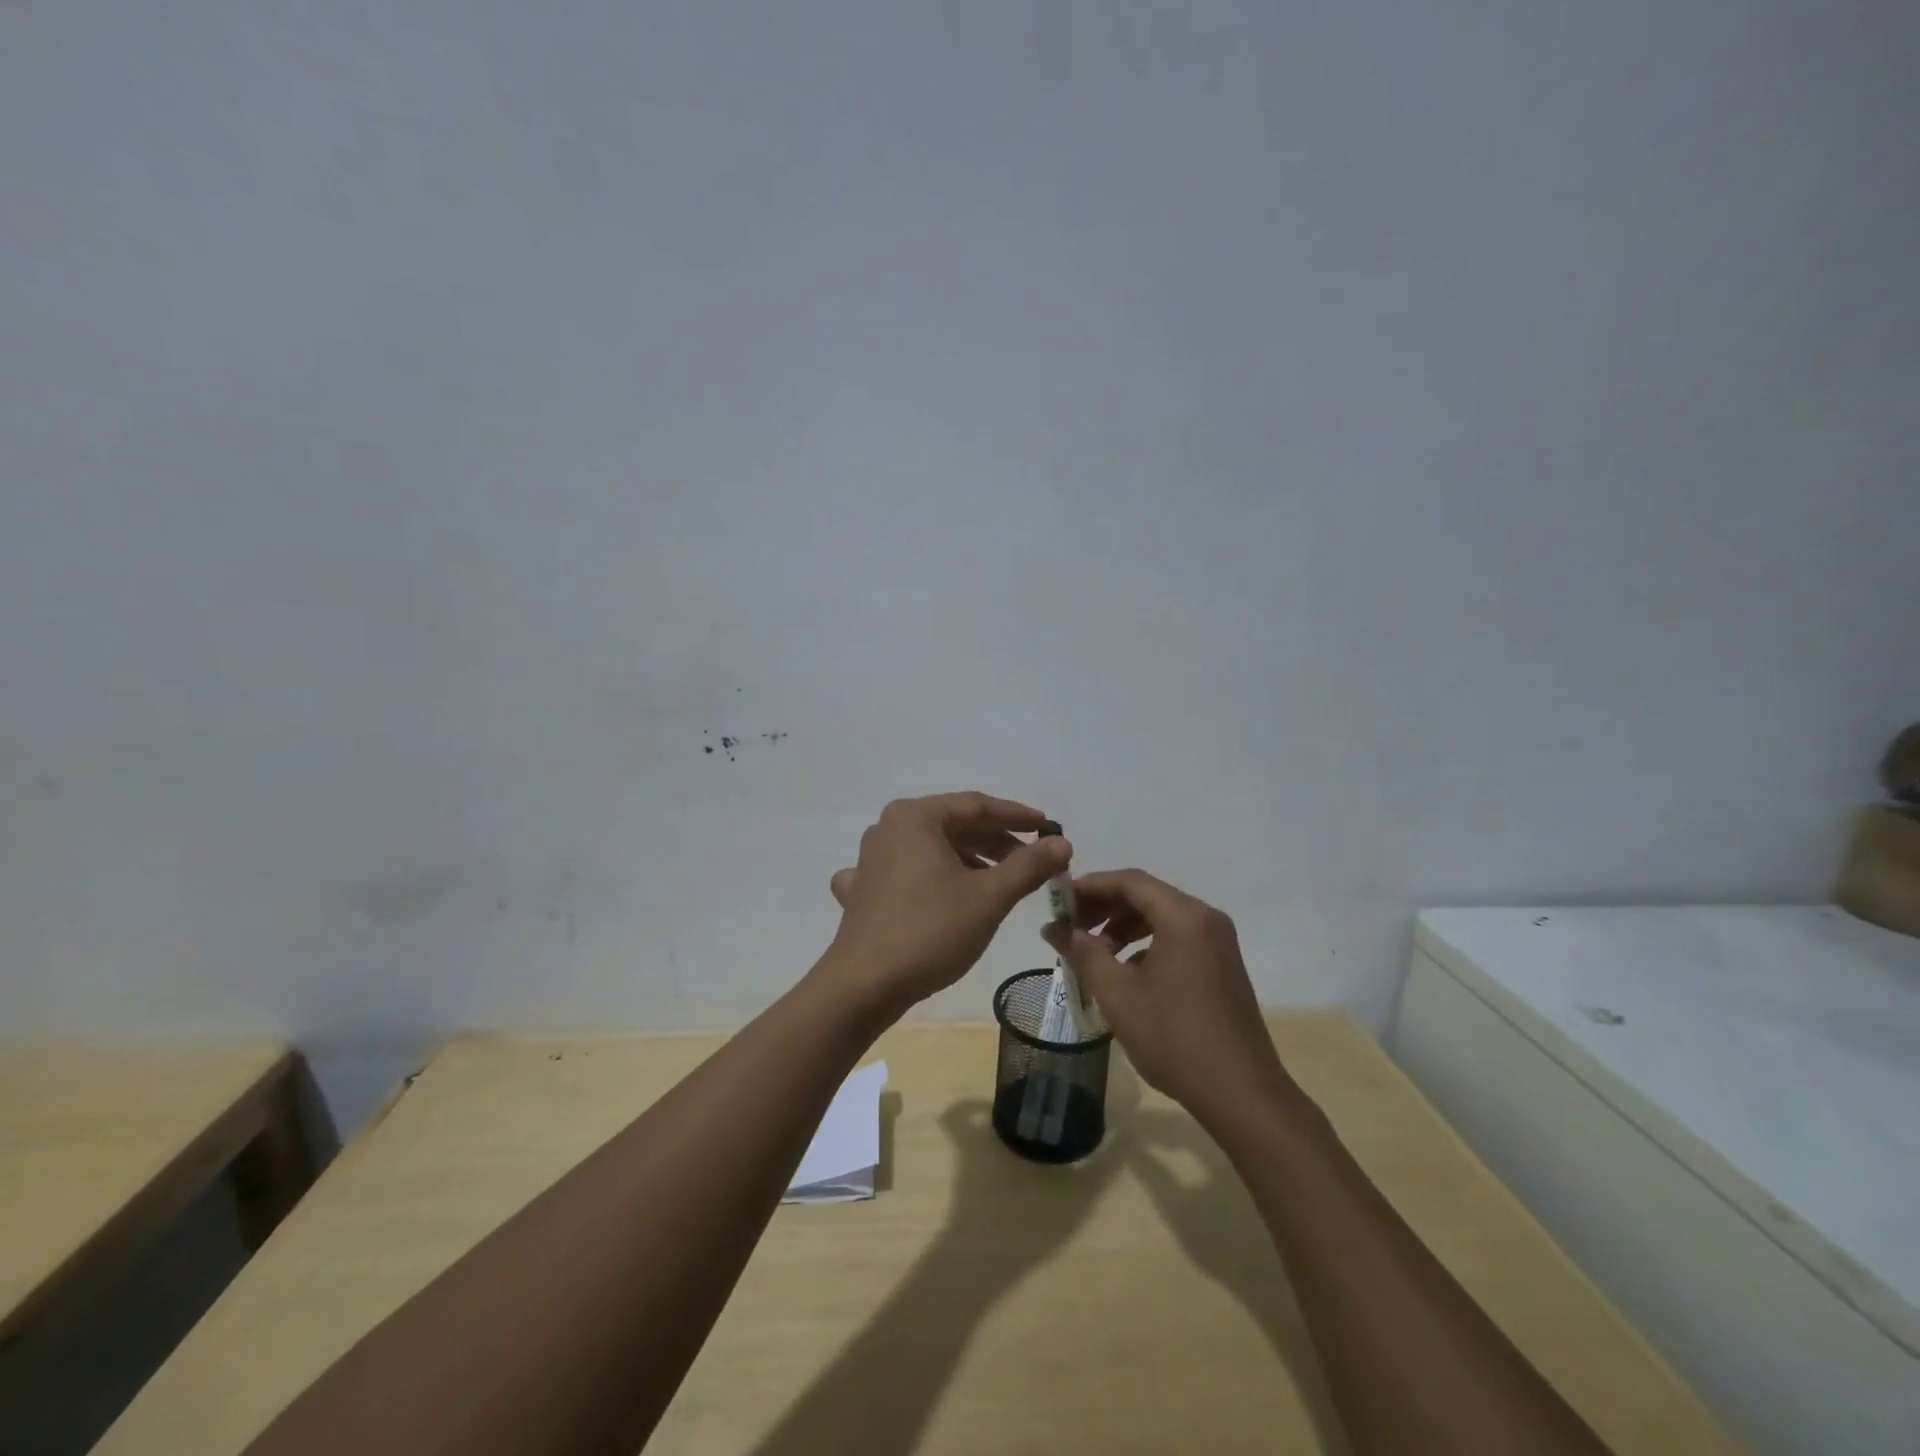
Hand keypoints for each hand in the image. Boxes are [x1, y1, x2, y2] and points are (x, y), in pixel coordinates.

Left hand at [821, 792, 1069, 1017]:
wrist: (863, 985)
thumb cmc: (930, 930)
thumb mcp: (989, 896)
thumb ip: (1029, 865)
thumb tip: (1061, 843)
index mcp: (915, 817)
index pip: (977, 806)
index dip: (1017, 816)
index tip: (1049, 830)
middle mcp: (888, 828)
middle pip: (953, 825)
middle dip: (996, 842)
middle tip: (1033, 861)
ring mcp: (870, 859)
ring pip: (930, 849)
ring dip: (969, 861)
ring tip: (1002, 882)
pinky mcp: (861, 891)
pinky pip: (905, 874)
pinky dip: (931, 880)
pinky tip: (940, 894)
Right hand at [1041, 870, 1288, 1129]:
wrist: (1241, 1094)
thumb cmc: (1174, 1039)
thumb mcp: (1117, 994)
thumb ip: (1082, 953)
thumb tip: (1053, 927)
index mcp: (1184, 917)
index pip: (1130, 881)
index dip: (1090, 886)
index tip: (1059, 901)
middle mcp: (1206, 919)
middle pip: (1146, 895)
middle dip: (1105, 907)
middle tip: (1069, 927)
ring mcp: (1218, 942)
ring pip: (1161, 917)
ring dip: (1123, 926)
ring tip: (1093, 952)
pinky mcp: (1222, 964)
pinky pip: (1177, 937)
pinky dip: (1146, 943)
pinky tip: (1126, 972)